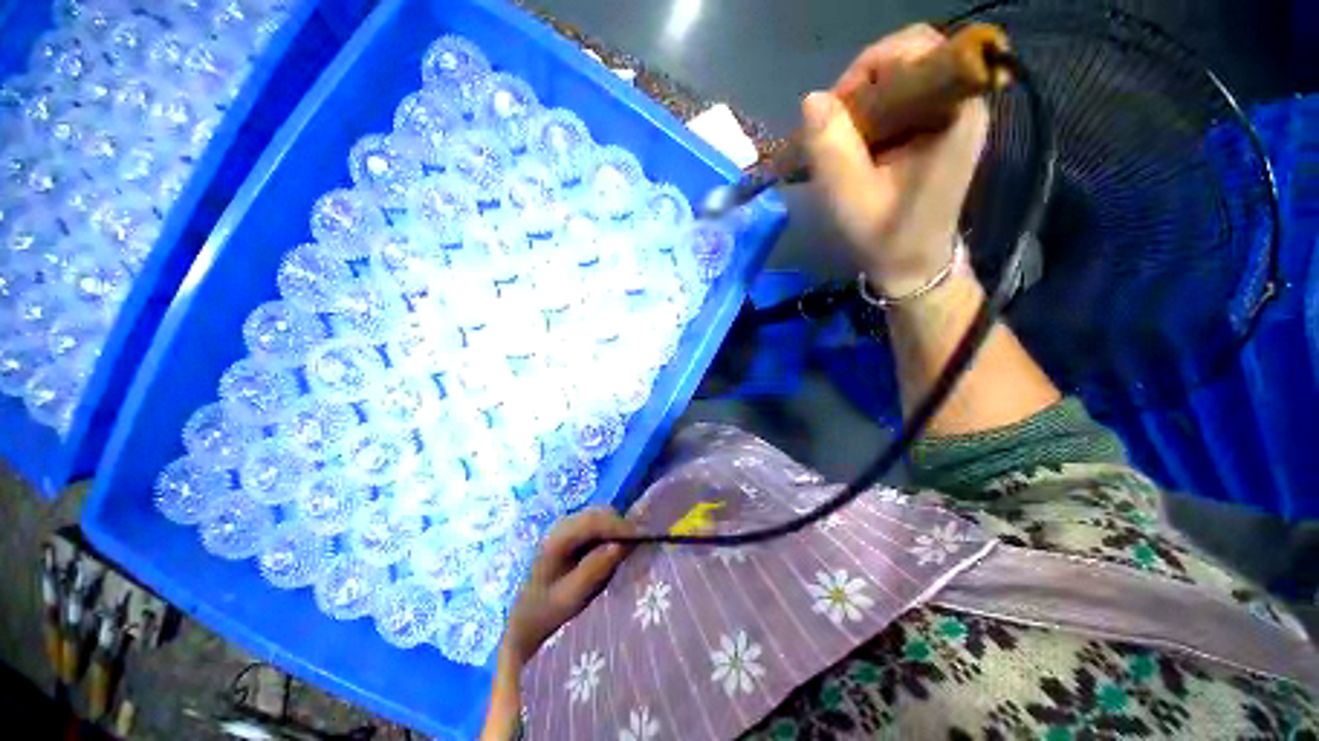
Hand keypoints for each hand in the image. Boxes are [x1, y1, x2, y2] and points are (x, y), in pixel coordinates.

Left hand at [502, 508, 635, 668]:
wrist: (524, 621)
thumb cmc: (546, 613)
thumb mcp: (570, 598)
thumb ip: (594, 570)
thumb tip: (621, 545)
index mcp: (557, 539)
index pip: (593, 521)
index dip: (619, 525)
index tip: (642, 536)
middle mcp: (562, 525)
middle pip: (598, 513)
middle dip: (620, 525)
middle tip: (639, 545)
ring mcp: (567, 526)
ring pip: (600, 515)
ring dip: (616, 528)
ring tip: (629, 548)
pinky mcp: (573, 532)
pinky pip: (597, 524)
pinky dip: (610, 532)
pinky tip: (615, 549)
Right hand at [803, 23, 988, 296]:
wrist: (911, 265)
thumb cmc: (885, 236)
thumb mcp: (850, 197)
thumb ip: (831, 147)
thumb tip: (812, 99)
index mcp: (954, 113)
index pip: (918, 48)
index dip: (872, 67)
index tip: (840, 110)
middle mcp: (959, 104)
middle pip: (908, 58)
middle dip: (862, 86)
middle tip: (835, 128)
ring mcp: (948, 115)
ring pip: (900, 78)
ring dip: (862, 102)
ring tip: (840, 141)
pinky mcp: (935, 130)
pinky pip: (899, 100)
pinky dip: (869, 115)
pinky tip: (854, 146)